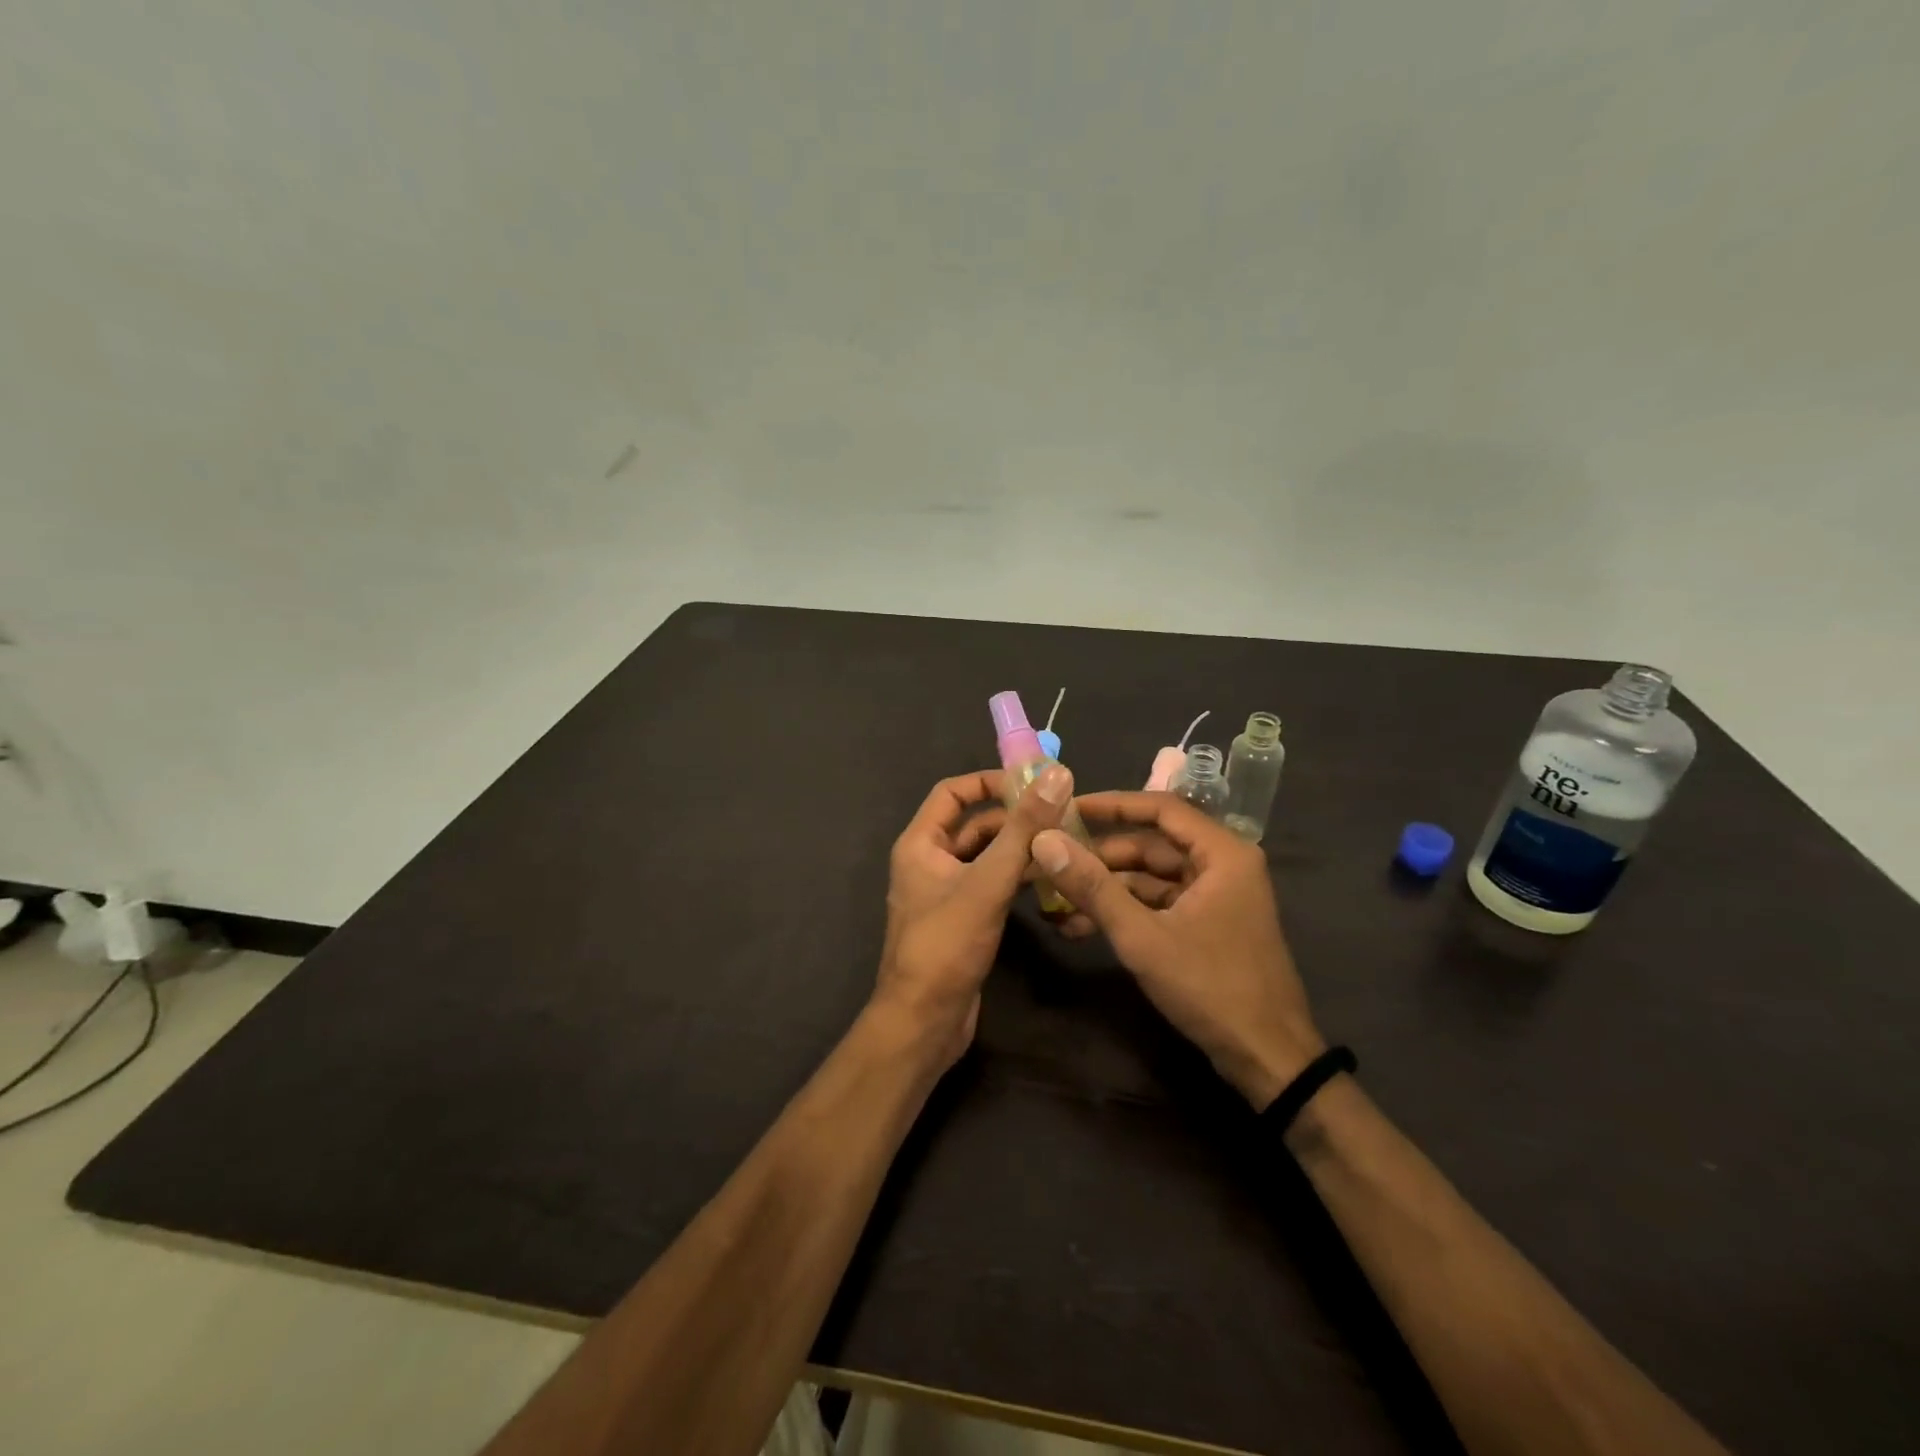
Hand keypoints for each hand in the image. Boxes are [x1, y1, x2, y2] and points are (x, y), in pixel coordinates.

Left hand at [875, 765, 1073, 1068]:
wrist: (924, 1021)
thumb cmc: (947, 945)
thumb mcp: (988, 882)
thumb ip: (1023, 829)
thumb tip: (1056, 775)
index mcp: (920, 843)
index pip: (953, 792)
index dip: (989, 782)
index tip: (1033, 783)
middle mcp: (929, 861)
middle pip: (973, 824)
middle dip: (1013, 816)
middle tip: (1062, 813)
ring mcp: (945, 892)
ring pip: (985, 856)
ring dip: (1019, 848)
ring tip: (1065, 842)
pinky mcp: (962, 918)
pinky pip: (990, 884)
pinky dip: (1015, 877)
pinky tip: (1050, 879)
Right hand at [1032, 792, 1323, 1108]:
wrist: (1267, 1058)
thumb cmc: (1210, 987)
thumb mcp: (1142, 936)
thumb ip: (1093, 886)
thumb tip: (1044, 841)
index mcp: (1222, 853)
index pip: (1160, 808)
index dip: (1111, 805)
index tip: (1067, 808)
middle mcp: (1223, 864)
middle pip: (1152, 845)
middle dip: (1100, 858)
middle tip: (1051, 861)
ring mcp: (1217, 895)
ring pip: (1151, 877)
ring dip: (1107, 889)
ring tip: (1056, 902)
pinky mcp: (1209, 922)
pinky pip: (1160, 903)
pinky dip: (1126, 911)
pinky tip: (1082, 926)